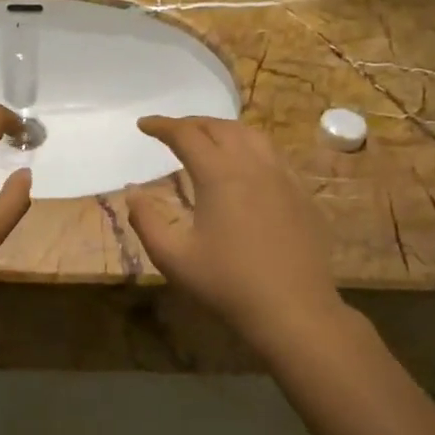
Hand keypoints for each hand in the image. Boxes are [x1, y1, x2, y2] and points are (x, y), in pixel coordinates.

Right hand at [126, 116, 343, 343]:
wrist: (294, 310)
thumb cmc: (227, 284)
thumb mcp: (173, 258)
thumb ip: (146, 221)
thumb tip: (132, 193)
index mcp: (219, 175)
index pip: (186, 135)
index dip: (162, 125)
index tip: (143, 125)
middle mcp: (253, 165)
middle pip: (220, 127)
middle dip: (192, 123)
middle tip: (171, 131)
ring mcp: (283, 178)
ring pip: (251, 136)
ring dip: (223, 130)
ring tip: (207, 139)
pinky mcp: (301, 195)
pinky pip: (273, 156)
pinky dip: (250, 148)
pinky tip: (245, 166)